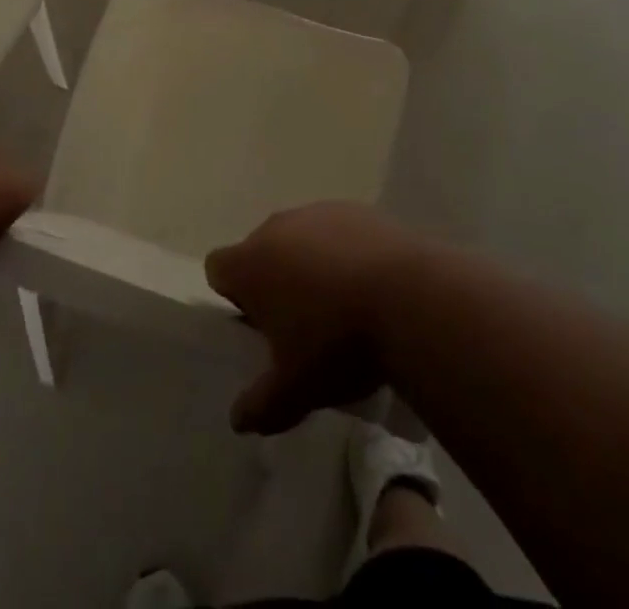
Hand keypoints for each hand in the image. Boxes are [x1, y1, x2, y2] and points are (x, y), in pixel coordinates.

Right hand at [205, 203, 418, 434]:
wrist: (409, 299)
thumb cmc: (338, 344)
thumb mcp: (296, 390)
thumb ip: (261, 405)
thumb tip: (239, 419)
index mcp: (251, 263)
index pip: (218, 268)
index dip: (232, 295)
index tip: (257, 324)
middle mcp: (277, 227)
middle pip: (260, 250)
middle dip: (273, 280)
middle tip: (300, 323)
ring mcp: (318, 212)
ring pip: (300, 238)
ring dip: (309, 264)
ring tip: (341, 306)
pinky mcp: (356, 210)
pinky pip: (337, 231)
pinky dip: (343, 252)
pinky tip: (370, 286)